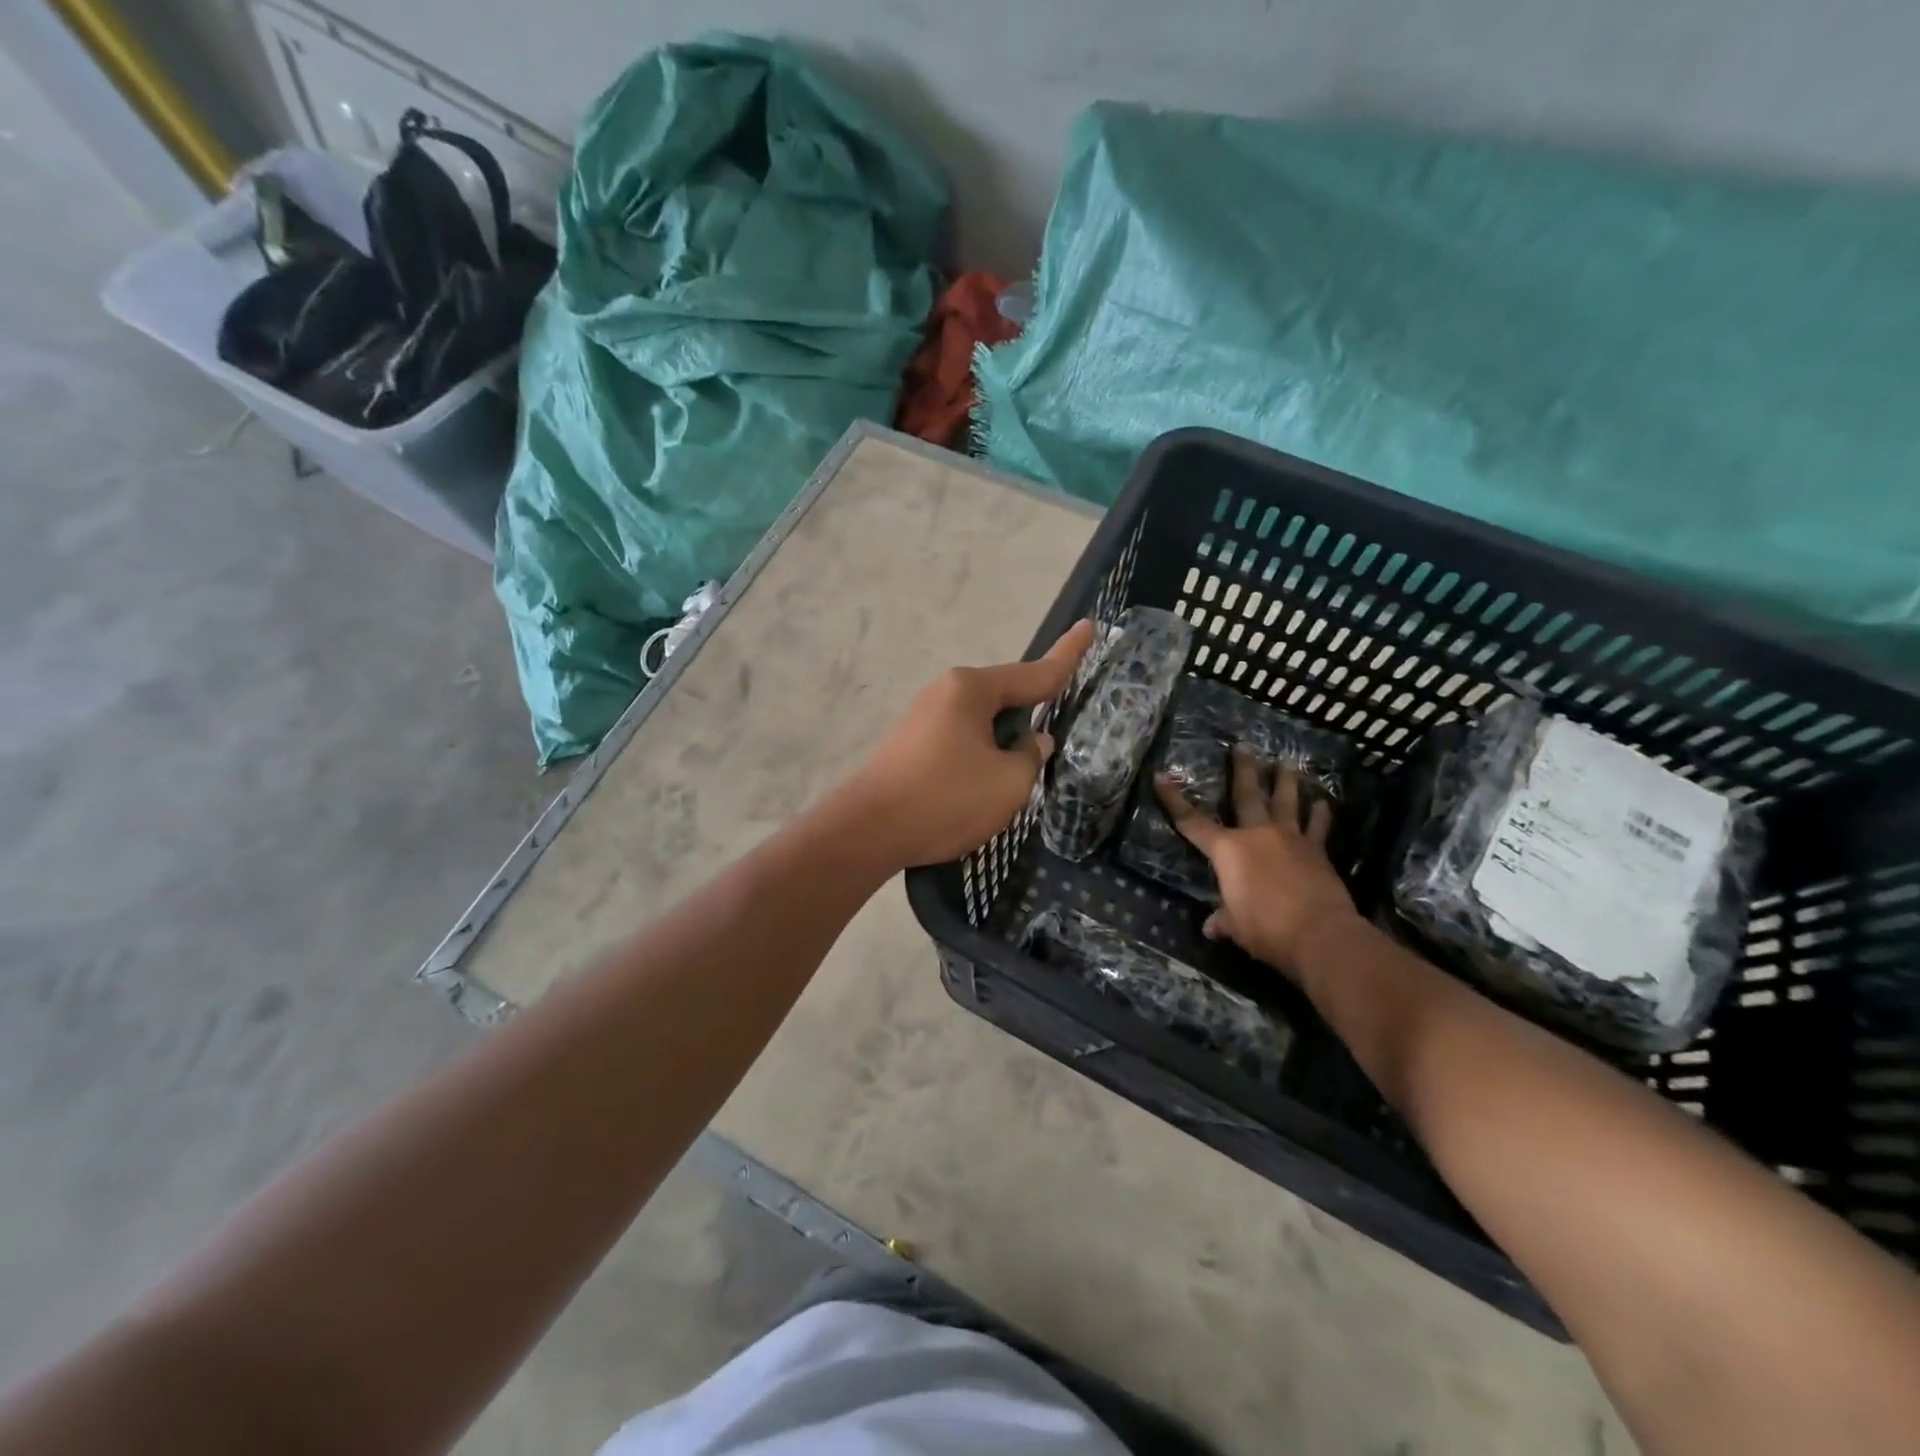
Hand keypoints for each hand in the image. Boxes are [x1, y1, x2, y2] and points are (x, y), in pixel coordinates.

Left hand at [846, 620, 1096, 868]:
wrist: (868, 831)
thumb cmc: (945, 799)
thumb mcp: (1008, 783)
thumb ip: (1030, 757)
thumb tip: (1032, 742)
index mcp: (972, 690)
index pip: (1034, 672)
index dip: (1067, 655)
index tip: (1089, 627)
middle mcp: (946, 692)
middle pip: (1005, 698)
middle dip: (1028, 720)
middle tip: (1045, 750)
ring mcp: (924, 717)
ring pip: (982, 724)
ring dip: (1001, 747)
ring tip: (1008, 784)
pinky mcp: (911, 744)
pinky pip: (960, 741)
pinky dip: (979, 758)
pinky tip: (978, 789)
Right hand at [1154, 746, 1358, 978]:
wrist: (1319, 934)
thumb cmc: (1266, 928)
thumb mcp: (1236, 927)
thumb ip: (1224, 919)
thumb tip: (1211, 927)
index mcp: (1228, 850)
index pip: (1193, 822)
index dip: (1174, 800)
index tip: (1162, 777)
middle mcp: (1257, 835)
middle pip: (1248, 795)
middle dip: (1243, 770)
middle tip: (1243, 746)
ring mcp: (1291, 839)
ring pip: (1287, 802)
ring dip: (1286, 781)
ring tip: (1286, 762)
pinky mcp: (1317, 852)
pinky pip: (1318, 827)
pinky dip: (1320, 815)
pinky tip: (1322, 803)